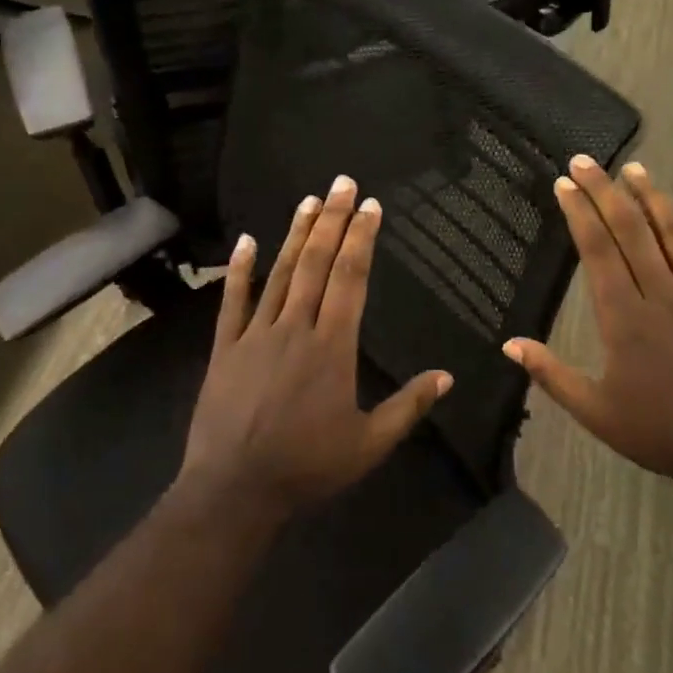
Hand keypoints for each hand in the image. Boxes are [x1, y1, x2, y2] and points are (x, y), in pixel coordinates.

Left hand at [182, 175, 453, 513]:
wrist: (235, 490)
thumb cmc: (307, 467)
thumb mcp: (369, 444)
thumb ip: (408, 406)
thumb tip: (447, 377)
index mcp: (333, 347)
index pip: (350, 279)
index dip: (361, 239)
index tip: (370, 206)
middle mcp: (295, 328)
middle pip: (317, 264)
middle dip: (332, 220)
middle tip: (342, 183)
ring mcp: (255, 335)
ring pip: (279, 274)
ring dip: (296, 235)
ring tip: (309, 200)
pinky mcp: (224, 348)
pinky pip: (233, 301)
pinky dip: (240, 270)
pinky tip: (246, 240)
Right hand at [503, 157, 672, 491]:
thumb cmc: (657, 431)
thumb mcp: (594, 410)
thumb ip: (551, 374)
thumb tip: (509, 345)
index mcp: (624, 317)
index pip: (597, 252)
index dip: (579, 214)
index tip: (564, 184)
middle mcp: (662, 295)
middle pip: (632, 232)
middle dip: (605, 193)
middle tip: (586, 162)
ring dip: (655, 199)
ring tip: (636, 170)